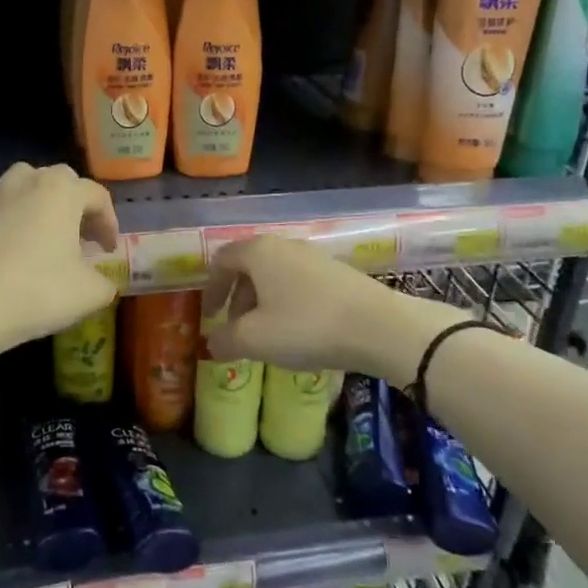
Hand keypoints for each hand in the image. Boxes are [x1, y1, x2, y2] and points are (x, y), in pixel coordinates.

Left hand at [0, 163, 119, 386]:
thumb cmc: (37, 291)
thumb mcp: (89, 293)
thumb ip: (104, 283)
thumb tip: (101, 282)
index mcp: (62, 192)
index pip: (97, 195)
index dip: (109, 222)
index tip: (108, 250)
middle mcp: (27, 183)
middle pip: (59, 180)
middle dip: (75, 204)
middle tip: (81, 236)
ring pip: (22, 183)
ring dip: (38, 201)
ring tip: (44, 231)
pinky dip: (6, 217)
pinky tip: (8, 241)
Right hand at [203, 236, 466, 386]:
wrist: (379, 327)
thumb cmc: (306, 326)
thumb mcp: (255, 339)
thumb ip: (225, 339)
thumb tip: (211, 342)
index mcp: (258, 252)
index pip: (222, 260)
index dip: (211, 288)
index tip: (208, 315)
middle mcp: (284, 245)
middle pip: (249, 265)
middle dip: (237, 297)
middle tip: (235, 327)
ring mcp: (315, 256)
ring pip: (276, 274)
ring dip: (263, 301)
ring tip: (266, 333)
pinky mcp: (339, 272)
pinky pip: (300, 283)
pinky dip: (288, 302)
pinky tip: (298, 330)